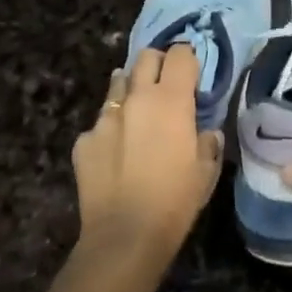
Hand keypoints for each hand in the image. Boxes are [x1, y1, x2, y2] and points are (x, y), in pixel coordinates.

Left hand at [73, 44, 222, 261]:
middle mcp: (137, 98)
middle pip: (145, 58)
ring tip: (138, 112)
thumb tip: (206, 132)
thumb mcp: (206, 172)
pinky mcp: (84, 140)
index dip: (188, 59)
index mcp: (171, 101)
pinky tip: (116, 152)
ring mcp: (105, 117)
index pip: (180, 55)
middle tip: (166, 85)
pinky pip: (100, 123)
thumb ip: (208, 142)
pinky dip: (111, 129)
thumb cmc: (175, 201)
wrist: (125, 236)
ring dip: (131, 90)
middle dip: (157, 64)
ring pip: (119, 84)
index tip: (192, 75)